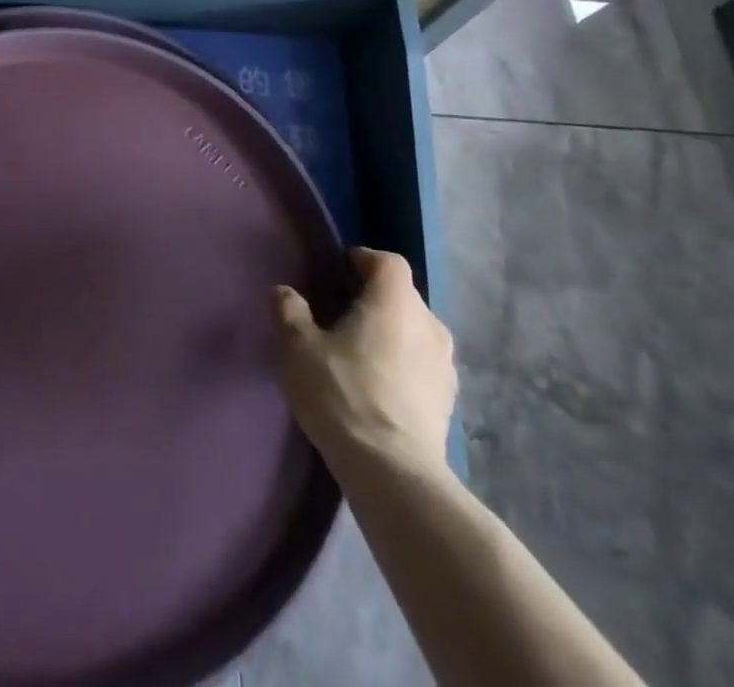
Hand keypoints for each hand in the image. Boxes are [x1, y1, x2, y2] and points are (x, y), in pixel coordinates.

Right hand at [274, 248, 454, 476]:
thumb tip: (284, 291)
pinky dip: (403, 366)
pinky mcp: (449, 401)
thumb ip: (290, 311)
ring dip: (391, 335)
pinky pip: (422, 366)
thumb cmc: (343, 394)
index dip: (364, 261)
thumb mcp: (299, 348)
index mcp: (395, 301)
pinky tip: (379, 389)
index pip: (388, 262)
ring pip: (414, 332)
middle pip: (402, 297)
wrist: (393, 472)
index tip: (339, 274)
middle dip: (373, 300)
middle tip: (340, 318)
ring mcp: (445, 364)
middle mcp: (429, 323)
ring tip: (359, 356)